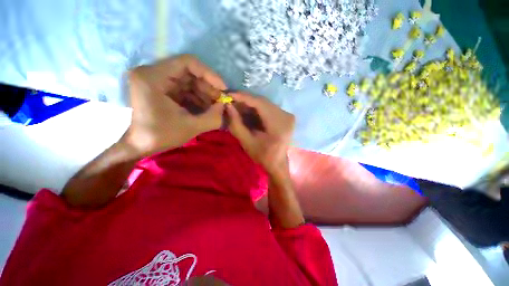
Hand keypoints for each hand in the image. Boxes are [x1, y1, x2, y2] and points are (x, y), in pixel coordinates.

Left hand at [124, 54, 226, 155]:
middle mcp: (153, 73)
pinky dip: (198, 97)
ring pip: (189, 81)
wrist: (140, 146)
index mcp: (153, 77)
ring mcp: (157, 81)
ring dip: (205, 93)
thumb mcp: (191, 127)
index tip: (223, 89)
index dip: (210, 74)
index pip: (187, 62)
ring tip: (216, 106)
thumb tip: (225, 106)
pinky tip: (208, 108)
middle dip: (209, 87)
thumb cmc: (160, 136)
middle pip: (189, 72)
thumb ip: (213, 117)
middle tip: (222, 100)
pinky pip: (185, 89)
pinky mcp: (162, 89)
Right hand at [226, 92, 294, 177]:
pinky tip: (248, 110)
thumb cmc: (262, 156)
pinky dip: (257, 108)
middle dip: (245, 100)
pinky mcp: (286, 116)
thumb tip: (228, 106)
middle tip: (231, 100)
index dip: (243, 97)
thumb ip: (236, 124)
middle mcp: (286, 116)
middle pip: (263, 102)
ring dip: (251, 104)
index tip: (229, 94)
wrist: (277, 163)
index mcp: (278, 125)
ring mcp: (288, 115)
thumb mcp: (246, 142)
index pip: (260, 104)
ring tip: (237, 105)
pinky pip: (269, 107)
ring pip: (265, 103)